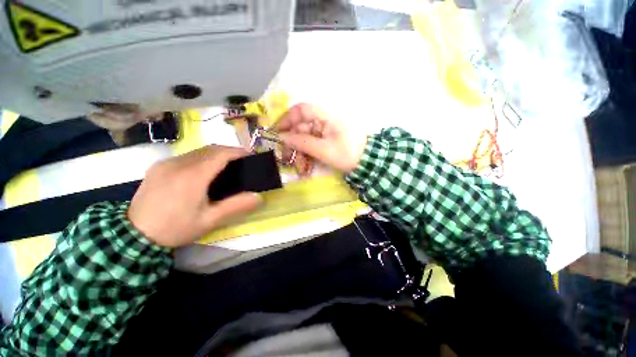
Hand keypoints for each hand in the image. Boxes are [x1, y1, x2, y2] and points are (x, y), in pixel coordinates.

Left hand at [128, 145, 262, 246]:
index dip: (238, 151)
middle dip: (225, 152)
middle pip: (208, 149)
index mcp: (195, 174)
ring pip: (193, 153)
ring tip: (214, 172)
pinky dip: (192, 162)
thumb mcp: (207, 222)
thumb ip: (234, 207)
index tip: (250, 156)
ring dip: (208, 156)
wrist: (139, 232)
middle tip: (235, 166)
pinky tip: (190, 178)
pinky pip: (179, 159)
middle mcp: (181, 162)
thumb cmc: (176, 228)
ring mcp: (166, 162)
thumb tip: (258, 196)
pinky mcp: (156, 166)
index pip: (221, 152)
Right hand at [277, 103, 366, 172]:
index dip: (287, 119)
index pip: (301, 109)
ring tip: (299, 167)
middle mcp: (323, 120)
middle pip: (300, 125)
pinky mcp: (327, 140)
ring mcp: (325, 130)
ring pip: (304, 137)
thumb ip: (302, 142)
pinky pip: (311, 143)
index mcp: (325, 117)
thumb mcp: (324, 150)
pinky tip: (305, 167)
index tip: (277, 133)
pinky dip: (306, 154)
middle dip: (291, 142)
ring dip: (299, 151)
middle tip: (285, 157)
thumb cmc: (349, 154)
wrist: (370, 163)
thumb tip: (281, 137)